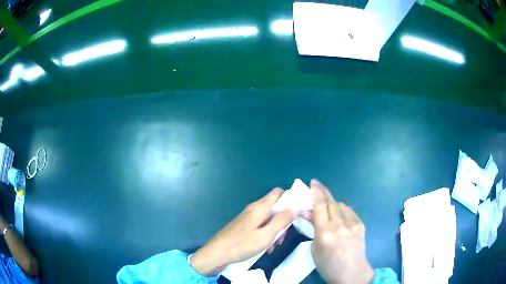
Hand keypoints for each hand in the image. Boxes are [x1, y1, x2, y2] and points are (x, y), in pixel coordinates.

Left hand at [190, 187, 296, 275]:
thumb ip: (282, 220)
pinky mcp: (244, 225)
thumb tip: (296, 207)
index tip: (298, 212)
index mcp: (260, 207)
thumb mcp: (266, 235)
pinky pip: (260, 225)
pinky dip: (266, 234)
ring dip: (275, 230)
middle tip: (283, 237)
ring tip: (273, 245)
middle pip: (275, 207)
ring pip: (268, 218)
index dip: (290, 199)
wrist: (217, 253)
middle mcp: (254, 208)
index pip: (279, 193)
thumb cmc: (242, 245)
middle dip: (283, 220)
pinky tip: (264, 247)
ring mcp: (248, 217)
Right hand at [302, 179, 373, 283]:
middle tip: (318, 186)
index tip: (313, 182)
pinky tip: (340, 215)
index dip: (316, 192)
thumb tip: (309, 213)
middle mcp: (339, 225)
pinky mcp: (360, 225)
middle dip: (324, 191)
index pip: (320, 206)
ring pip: (341, 205)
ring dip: (333, 203)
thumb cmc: (328, 265)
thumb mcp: (315, 248)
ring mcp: (352, 224)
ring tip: (328, 206)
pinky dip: (343, 210)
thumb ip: (313, 229)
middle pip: (331, 201)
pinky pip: (350, 212)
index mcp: (325, 232)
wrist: (352, 273)